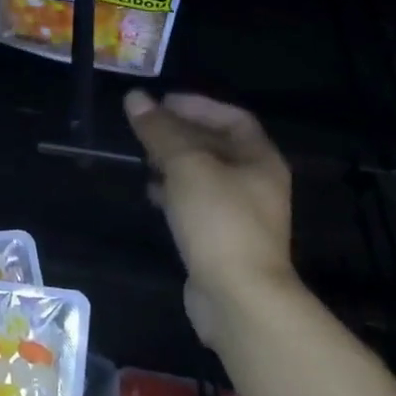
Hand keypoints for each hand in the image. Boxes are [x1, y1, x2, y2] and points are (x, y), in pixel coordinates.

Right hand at [124, 91, 296, 340]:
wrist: (238, 297)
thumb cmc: (219, 220)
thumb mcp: (186, 166)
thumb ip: (161, 131)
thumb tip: (135, 98)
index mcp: (260, 159)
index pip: (232, 118)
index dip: (198, 105)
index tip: (162, 102)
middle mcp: (256, 182)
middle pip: (217, 145)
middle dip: (180, 133)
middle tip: (144, 127)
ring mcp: (240, 214)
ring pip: (203, 175)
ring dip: (173, 162)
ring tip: (142, 157)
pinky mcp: (221, 239)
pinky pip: (196, 203)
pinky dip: (173, 191)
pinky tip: (151, 193)